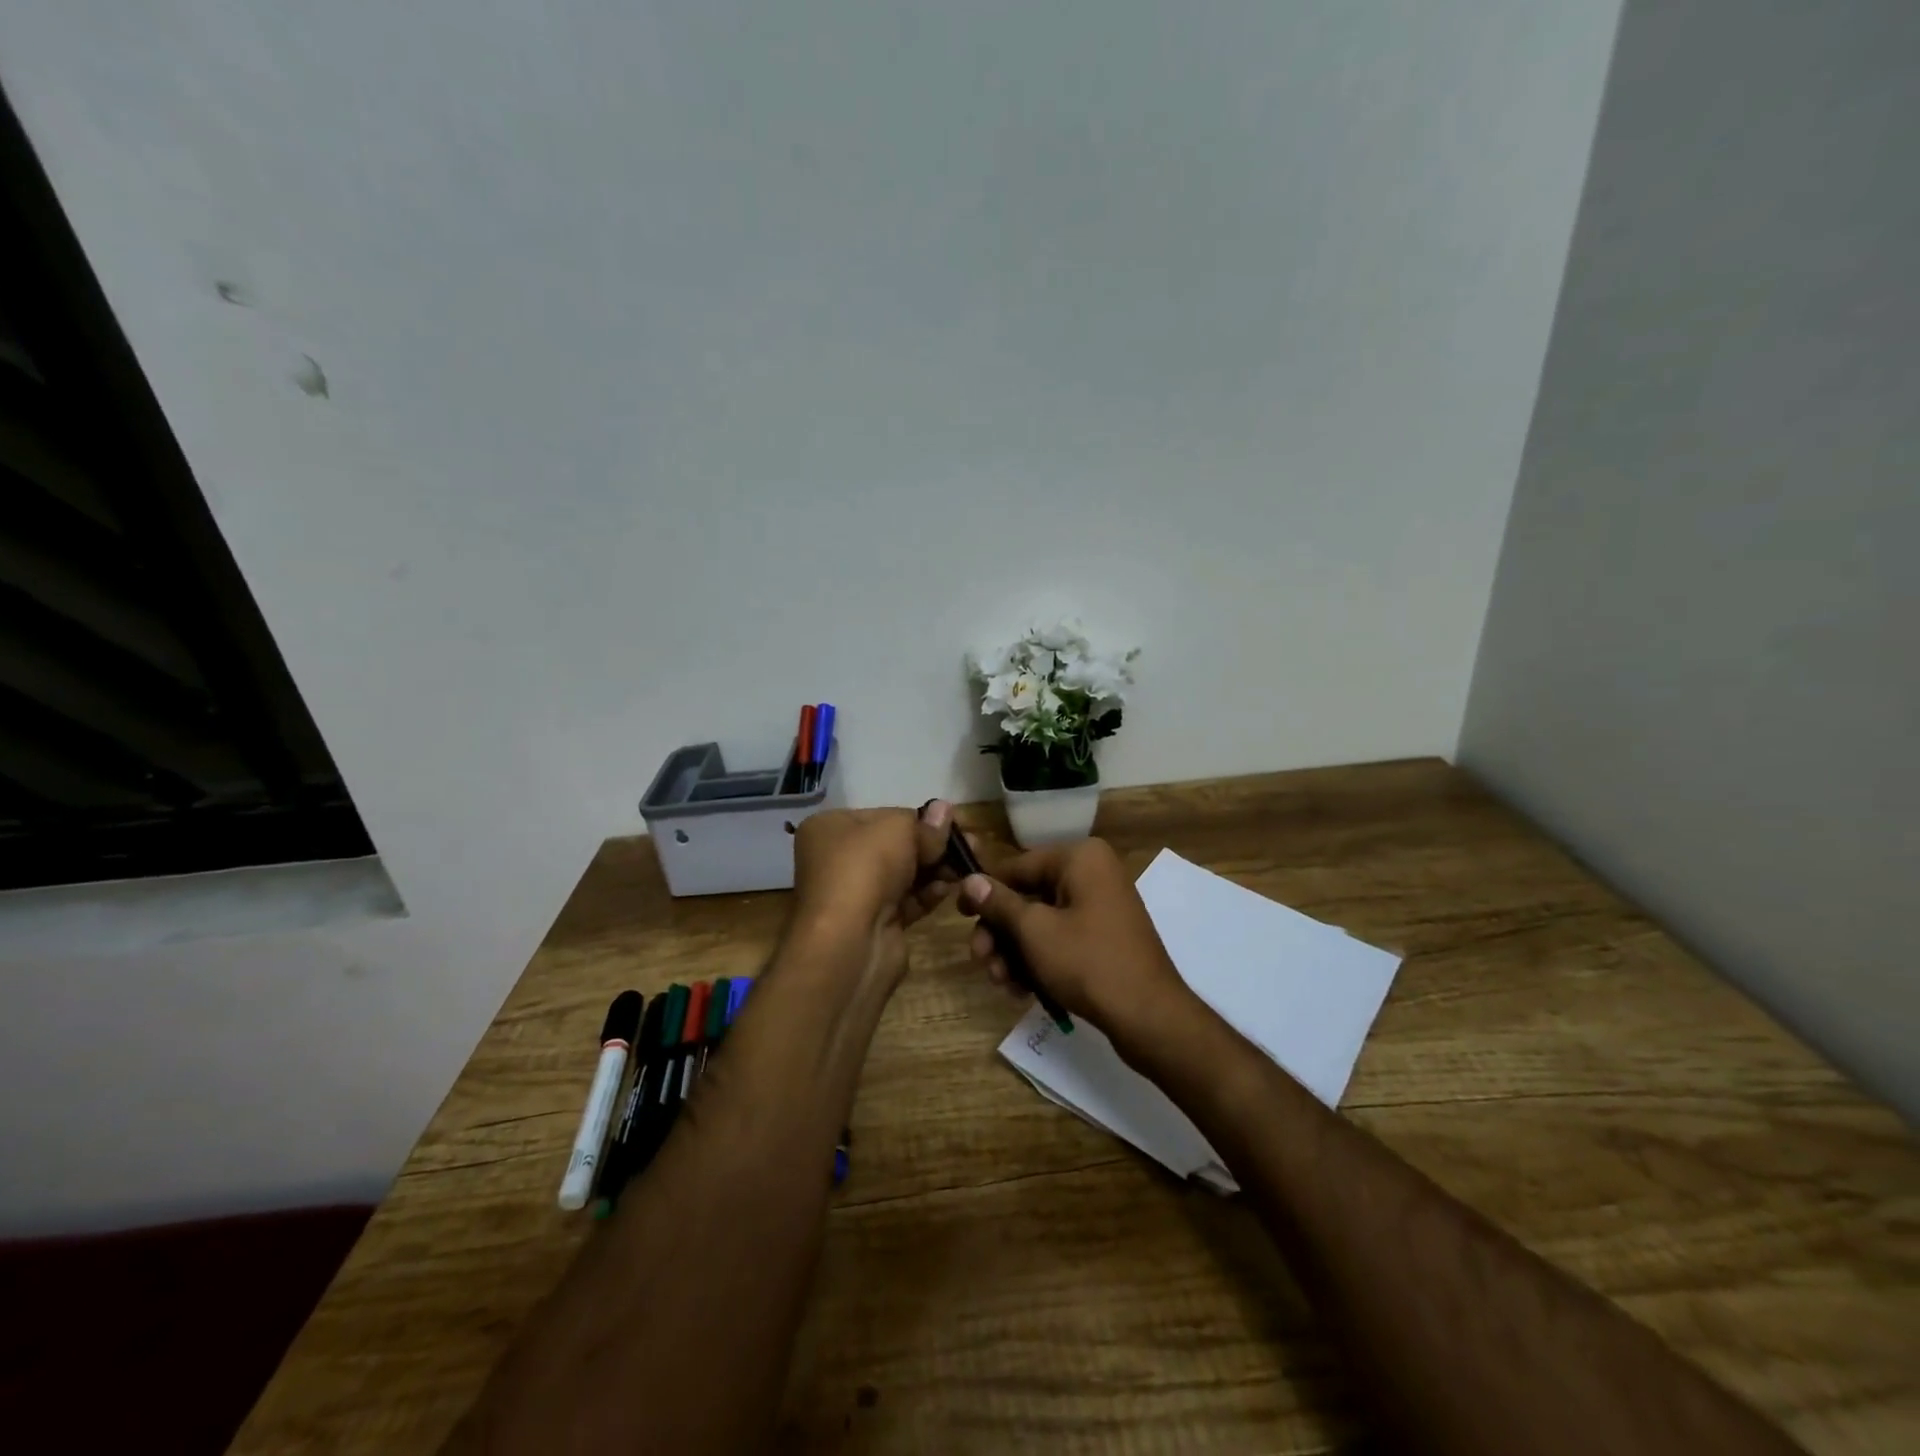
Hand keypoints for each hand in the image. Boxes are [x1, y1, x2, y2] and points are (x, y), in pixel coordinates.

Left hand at [788, 802, 957, 988]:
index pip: (884, 816)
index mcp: (831, 828)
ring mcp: (855, 894)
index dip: (919, 818)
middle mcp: (837, 859)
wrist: (848, 942)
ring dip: (936, 869)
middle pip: (895, 846)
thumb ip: (925, 822)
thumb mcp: (897, 830)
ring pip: (904, 874)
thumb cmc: (865, 869)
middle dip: (933, 845)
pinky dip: (928, 894)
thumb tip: (944, 810)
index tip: (953, 822)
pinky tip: (950, 889)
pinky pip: (907, 901)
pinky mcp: (874, 923)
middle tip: (971, 845)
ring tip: (966, 867)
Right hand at [955, 838, 1193, 1049]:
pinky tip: (1021, 990)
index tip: (957, 914)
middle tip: (981, 961)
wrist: (1149, 1017)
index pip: (1017, 865)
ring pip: (1041, 922)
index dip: (984, 891)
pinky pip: (1060, 939)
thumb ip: (999, 903)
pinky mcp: (1104, 938)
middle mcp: (1092, 874)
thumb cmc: (1088, 963)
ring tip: (1001, 983)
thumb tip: (969, 880)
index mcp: (1080, 858)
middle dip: (1001, 933)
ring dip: (1015, 952)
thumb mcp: (1035, 931)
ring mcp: (1101, 907)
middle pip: (1028, 896)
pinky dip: (1038, 960)